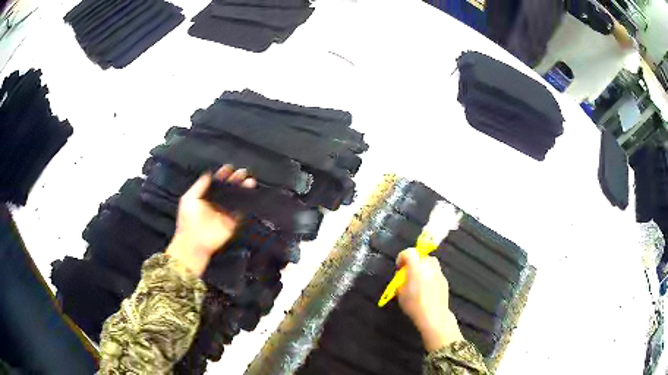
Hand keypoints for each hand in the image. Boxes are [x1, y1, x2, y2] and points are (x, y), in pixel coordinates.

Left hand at [166, 165, 255, 275]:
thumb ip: (199, 185)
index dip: (223, 175)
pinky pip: (242, 211)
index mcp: (206, 196)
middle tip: (243, 172)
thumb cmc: (188, 221)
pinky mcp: (233, 222)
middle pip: (229, 188)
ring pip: (237, 198)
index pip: (217, 182)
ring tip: (250, 181)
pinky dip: (247, 204)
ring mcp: (225, 212)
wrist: (194, 242)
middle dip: (236, 179)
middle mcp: (217, 202)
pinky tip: (251, 195)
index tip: (229, 168)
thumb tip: (208, 174)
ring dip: (243, 189)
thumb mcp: (189, 199)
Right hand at [396, 248, 463, 351]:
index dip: (402, 257)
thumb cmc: (414, 304)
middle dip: (414, 261)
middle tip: (408, 273)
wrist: (434, 316)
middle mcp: (429, 266)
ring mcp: (439, 272)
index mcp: (416, 267)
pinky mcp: (444, 280)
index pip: (409, 252)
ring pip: (430, 263)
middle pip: (421, 256)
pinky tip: (427, 288)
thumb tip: (403, 275)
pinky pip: (435, 272)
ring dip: (423, 267)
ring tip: (418, 280)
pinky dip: (430, 275)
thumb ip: (400, 280)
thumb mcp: (400, 293)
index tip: (399, 267)